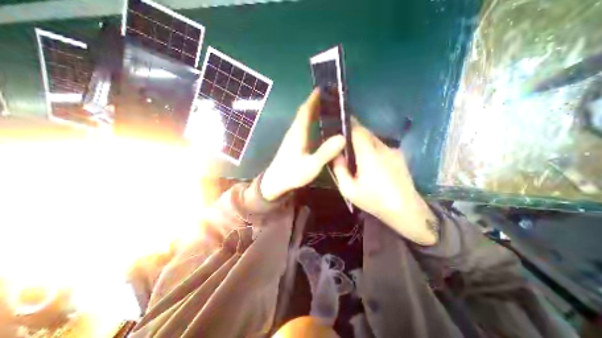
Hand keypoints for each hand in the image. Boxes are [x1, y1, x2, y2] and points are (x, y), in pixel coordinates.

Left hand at [262, 89, 345, 200]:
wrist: (276, 182)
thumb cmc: (292, 174)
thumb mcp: (311, 165)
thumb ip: (326, 152)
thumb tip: (343, 137)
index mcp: (298, 133)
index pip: (305, 110)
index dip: (313, 98)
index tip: (323, 88)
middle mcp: (294, 131)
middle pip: (304, 112)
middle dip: (315, 102)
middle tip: (329, 96)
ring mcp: (292, 137)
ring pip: (303, 118)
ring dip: (313, 110)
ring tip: (327, 107)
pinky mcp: (293, 143)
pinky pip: (303, 126)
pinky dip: (311, 120)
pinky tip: (319, 124)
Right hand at [331, 118, 439, 244]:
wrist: (406, 210)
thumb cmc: (374, 200)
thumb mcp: (349, 189)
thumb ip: (339, 169)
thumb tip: (336, 155)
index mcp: (369, 154)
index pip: (358, 131)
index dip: (348, 124)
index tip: (339, 122)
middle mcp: (382, 148)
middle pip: (366, 133)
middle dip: (354, 133)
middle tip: (343, 140)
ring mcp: (393, 151)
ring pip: (374, 139)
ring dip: (363, 141)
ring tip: (354, 153)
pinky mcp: (399, 156)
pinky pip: (381, 146)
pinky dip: (372, 148)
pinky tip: (369, 162)